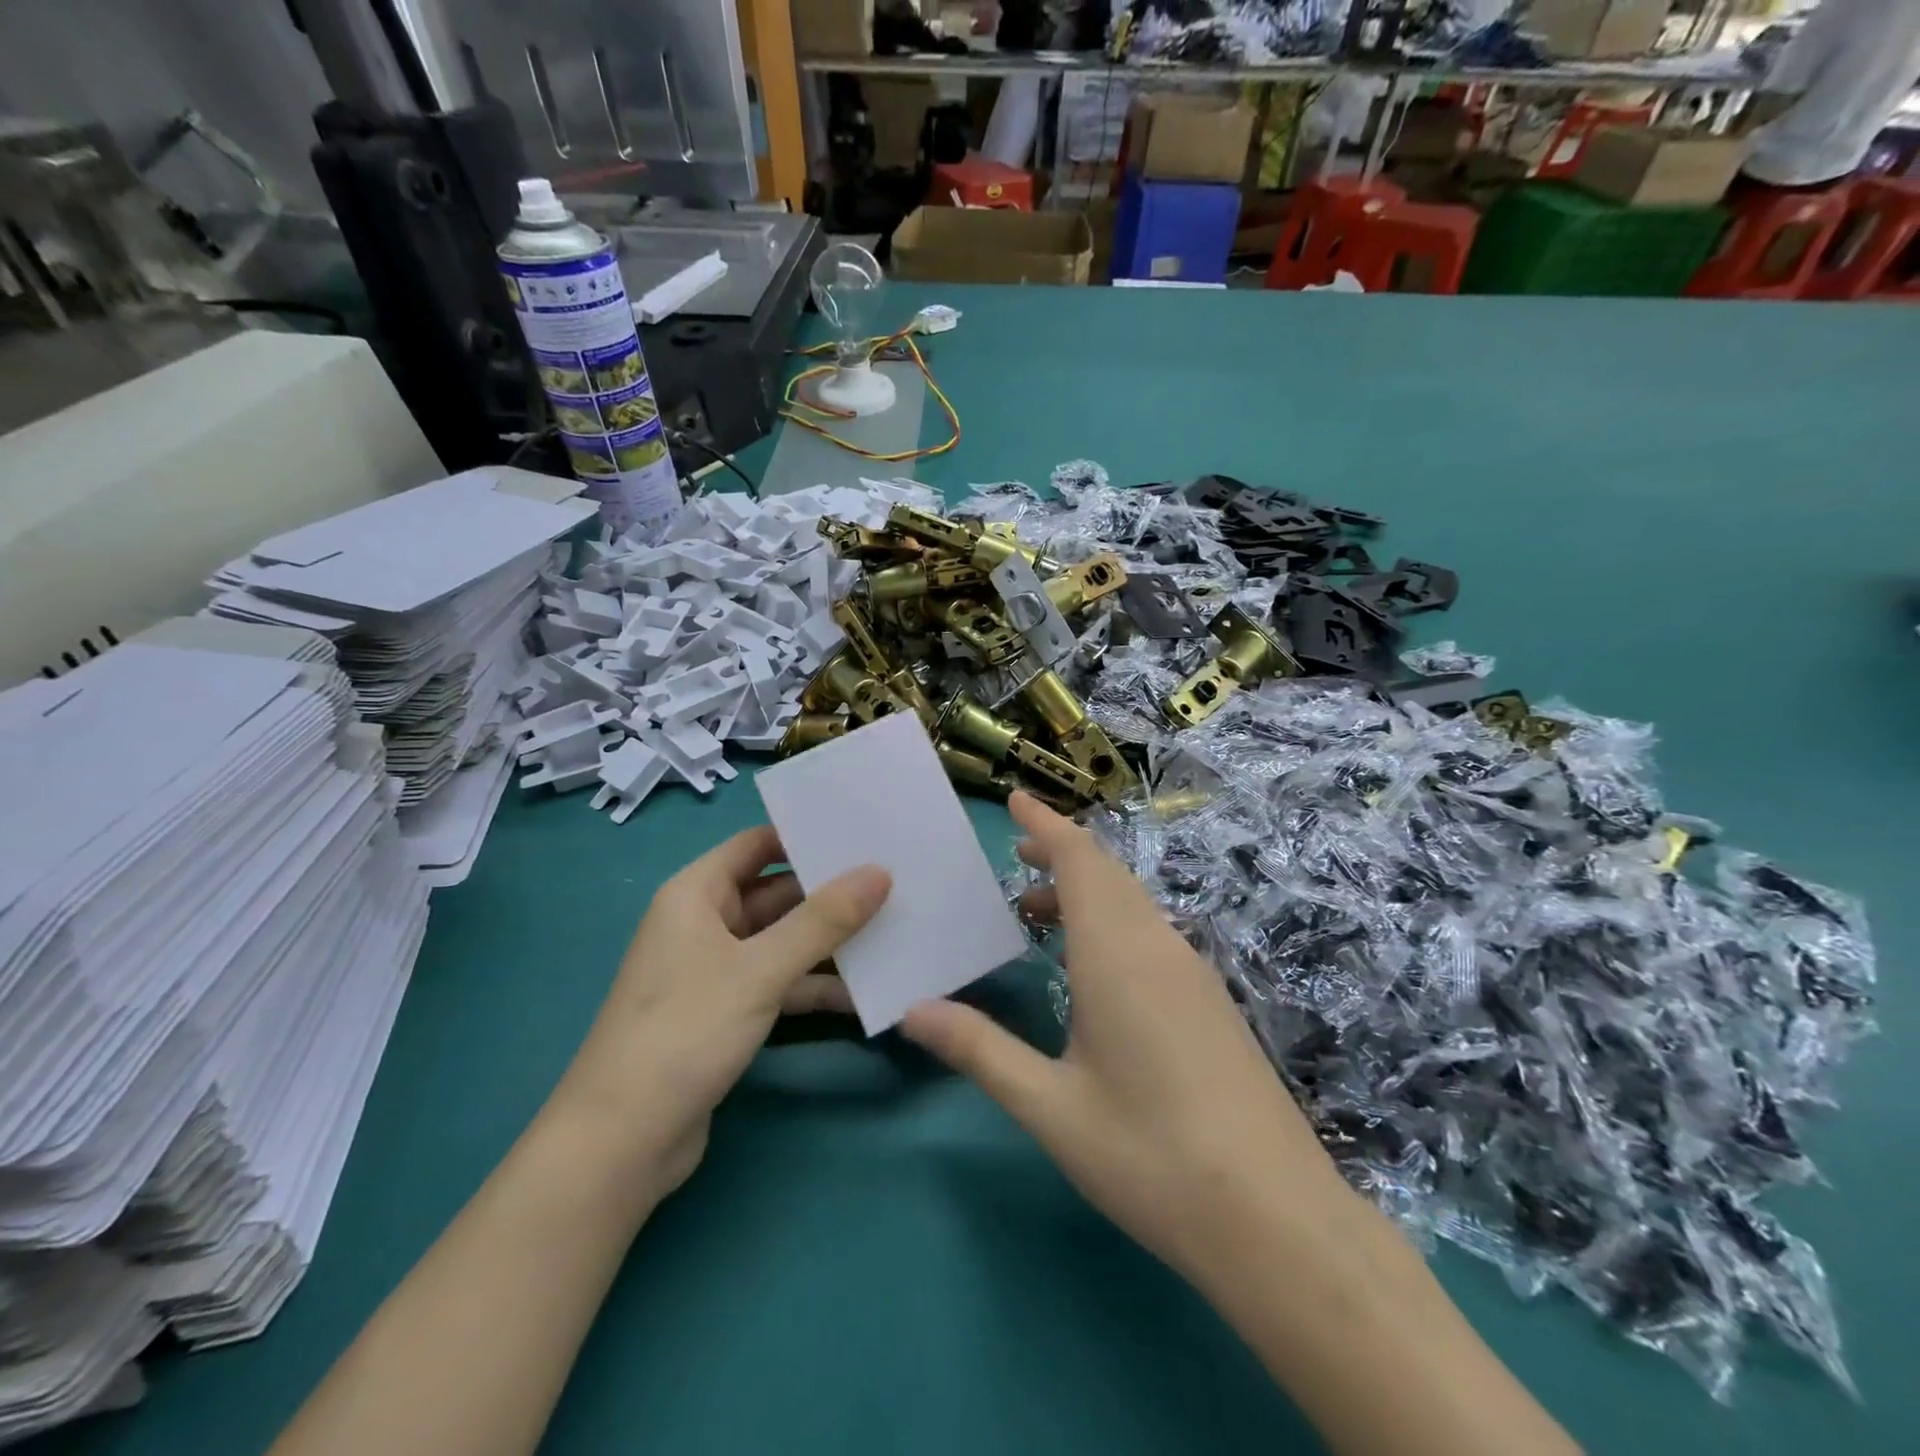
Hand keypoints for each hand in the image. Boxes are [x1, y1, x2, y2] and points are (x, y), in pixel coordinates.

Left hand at [553, 826, 886, 1199]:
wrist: (622, 1143)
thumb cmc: (685, 1032)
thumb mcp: (760, 969)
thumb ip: (823, 920)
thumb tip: (879, 872)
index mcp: (697, 895)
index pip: (756, 844)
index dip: (804, 836)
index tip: (862, 833)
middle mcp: (705, 924)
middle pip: (776, 893)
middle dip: (830, 893)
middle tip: (895, 883)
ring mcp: (716, 971)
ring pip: (782, 941)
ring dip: (829, 943)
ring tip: (893, 932)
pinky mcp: (727, 1013)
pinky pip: (779, 982)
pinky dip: (814, 985)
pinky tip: (863, 993)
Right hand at [901, 793, 1354, 1293]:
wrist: (1277, 1220)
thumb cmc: (1151, 1156)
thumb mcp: (1050, 1107)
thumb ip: (979, 1050)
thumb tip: (912, 1009)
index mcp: (1117, 954)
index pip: (1081, 861)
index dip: (1047, 824)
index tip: (1015, 800)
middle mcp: (1159, 946)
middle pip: (1109, 873)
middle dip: (1062, 852)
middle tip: (1015, 856)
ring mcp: (1193, 972)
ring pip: (1133, 903)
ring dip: (1087, 890)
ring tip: (1038, 911)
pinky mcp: (1211, 1002)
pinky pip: (1152, 933)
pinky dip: (1112, 922)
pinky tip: (1092, 967)